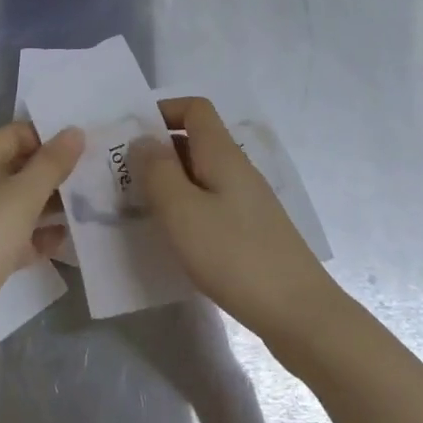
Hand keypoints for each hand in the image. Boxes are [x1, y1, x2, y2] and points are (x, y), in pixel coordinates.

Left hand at [0, 121, 82, 380]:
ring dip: (50, 204)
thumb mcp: (19, 197)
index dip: (48, 135)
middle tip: (97, 173)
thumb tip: (74, 131)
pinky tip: (67, 241)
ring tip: (92, 204)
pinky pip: (14, 238)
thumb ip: (50, 164)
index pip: (14, 135)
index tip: (87, 143)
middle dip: (54, 171)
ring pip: (17, 205)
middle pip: (17, 169)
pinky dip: (38, 237)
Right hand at [132, 98, 339, 343]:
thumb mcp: (182, 211)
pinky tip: (172, 238)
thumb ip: (157, 171)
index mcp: (222, 154)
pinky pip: (211, 204)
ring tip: (139, 207)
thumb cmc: (234, 256)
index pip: (195, 109)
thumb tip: (142, 140)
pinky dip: (186, 210)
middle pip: (195, 141)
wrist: (300, 314)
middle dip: (157, 151)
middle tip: (122, 176)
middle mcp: (237, 169)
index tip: (131, 134)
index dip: (163, 111)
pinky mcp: (251, 231)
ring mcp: (247, 201)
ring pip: (201, 175)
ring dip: (169, 183)